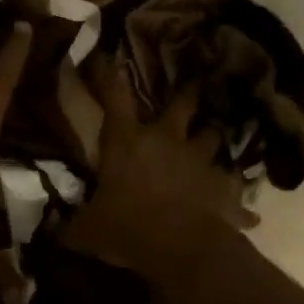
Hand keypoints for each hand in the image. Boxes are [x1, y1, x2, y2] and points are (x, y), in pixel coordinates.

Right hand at [61, 66, 258, 283]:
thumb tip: (54, 232)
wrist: (182, 249)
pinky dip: (240, 202)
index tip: (108, 54)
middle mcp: (169, 142)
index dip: (108, 75)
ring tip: (212, 141)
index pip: (115, 99)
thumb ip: (71, 227)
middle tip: (193, 85)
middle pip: (183, 105)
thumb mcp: (87, 231)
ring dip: (211, 139)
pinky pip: (235, 191)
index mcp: (129, 143)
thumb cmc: (127, 229)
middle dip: (187, 94)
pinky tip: (249, 214)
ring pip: (213, 137)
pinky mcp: (224, 189)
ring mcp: (201, 162)